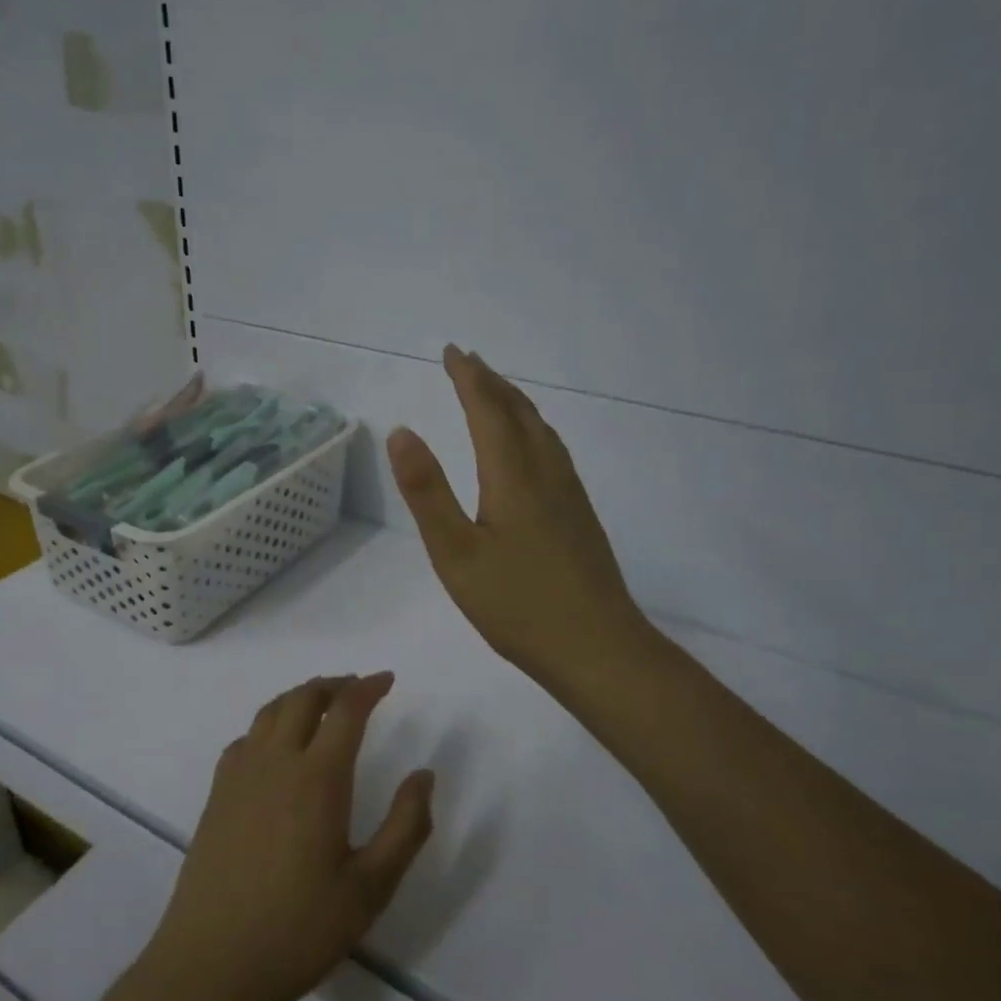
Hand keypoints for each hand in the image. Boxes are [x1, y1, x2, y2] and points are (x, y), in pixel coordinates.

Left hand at [148, 675, 434, 1000]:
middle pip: (304, 698)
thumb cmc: (300, 927)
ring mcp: (240, 775)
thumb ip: (406, 827)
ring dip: (300, 696)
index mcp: (318, 777)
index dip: (368, 688)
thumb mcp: (371, 887)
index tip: (387, 680)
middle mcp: (276, 761)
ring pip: (270, 711)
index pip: (346, 710)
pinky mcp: (217, 794)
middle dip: (334, 685)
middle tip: (357, 688)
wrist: (214, 961)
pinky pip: (245, 737)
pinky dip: (268, 723)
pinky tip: (275, 746)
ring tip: (320, 704)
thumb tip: (424, 776)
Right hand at [388, 345, 659, 700]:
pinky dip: (532, 429)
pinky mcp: (580, 516)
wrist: (598, 648)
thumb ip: (427, 491)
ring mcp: (570, 494)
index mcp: (513, 476)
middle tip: (468, 361)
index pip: (488, 410)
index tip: (451, 351)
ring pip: (541, 430)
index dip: (468, 377)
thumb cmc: (518, 605)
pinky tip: (531, 448)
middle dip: (491, 382)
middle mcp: (546, 473)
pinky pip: (553, 451)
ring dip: (514, 403)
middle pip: (519, 412)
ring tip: (495, 393)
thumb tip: (402, 431)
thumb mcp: (455, 553)